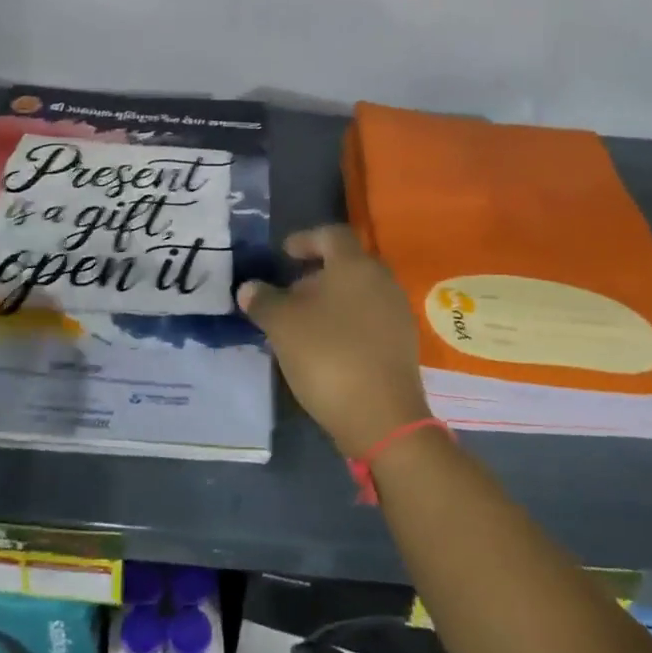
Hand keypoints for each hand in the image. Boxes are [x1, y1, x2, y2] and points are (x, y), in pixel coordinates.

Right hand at [237, 225, 431, 459]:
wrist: (381, 416)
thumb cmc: (328, 356)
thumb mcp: (282, 325)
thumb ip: (263, 300)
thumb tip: (249, 288)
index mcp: (355, 266)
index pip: (331, 235)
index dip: (305, 239)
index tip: (284, 254)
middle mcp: (382, 281)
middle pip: (346, 266)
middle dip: (314, 276)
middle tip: (287, 294)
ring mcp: (397, 314)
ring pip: (358, 294)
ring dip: (329, 302)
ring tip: (301, 326)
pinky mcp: (402, 344)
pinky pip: (369, 320)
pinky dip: (345, 324)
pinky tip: (325, 348)